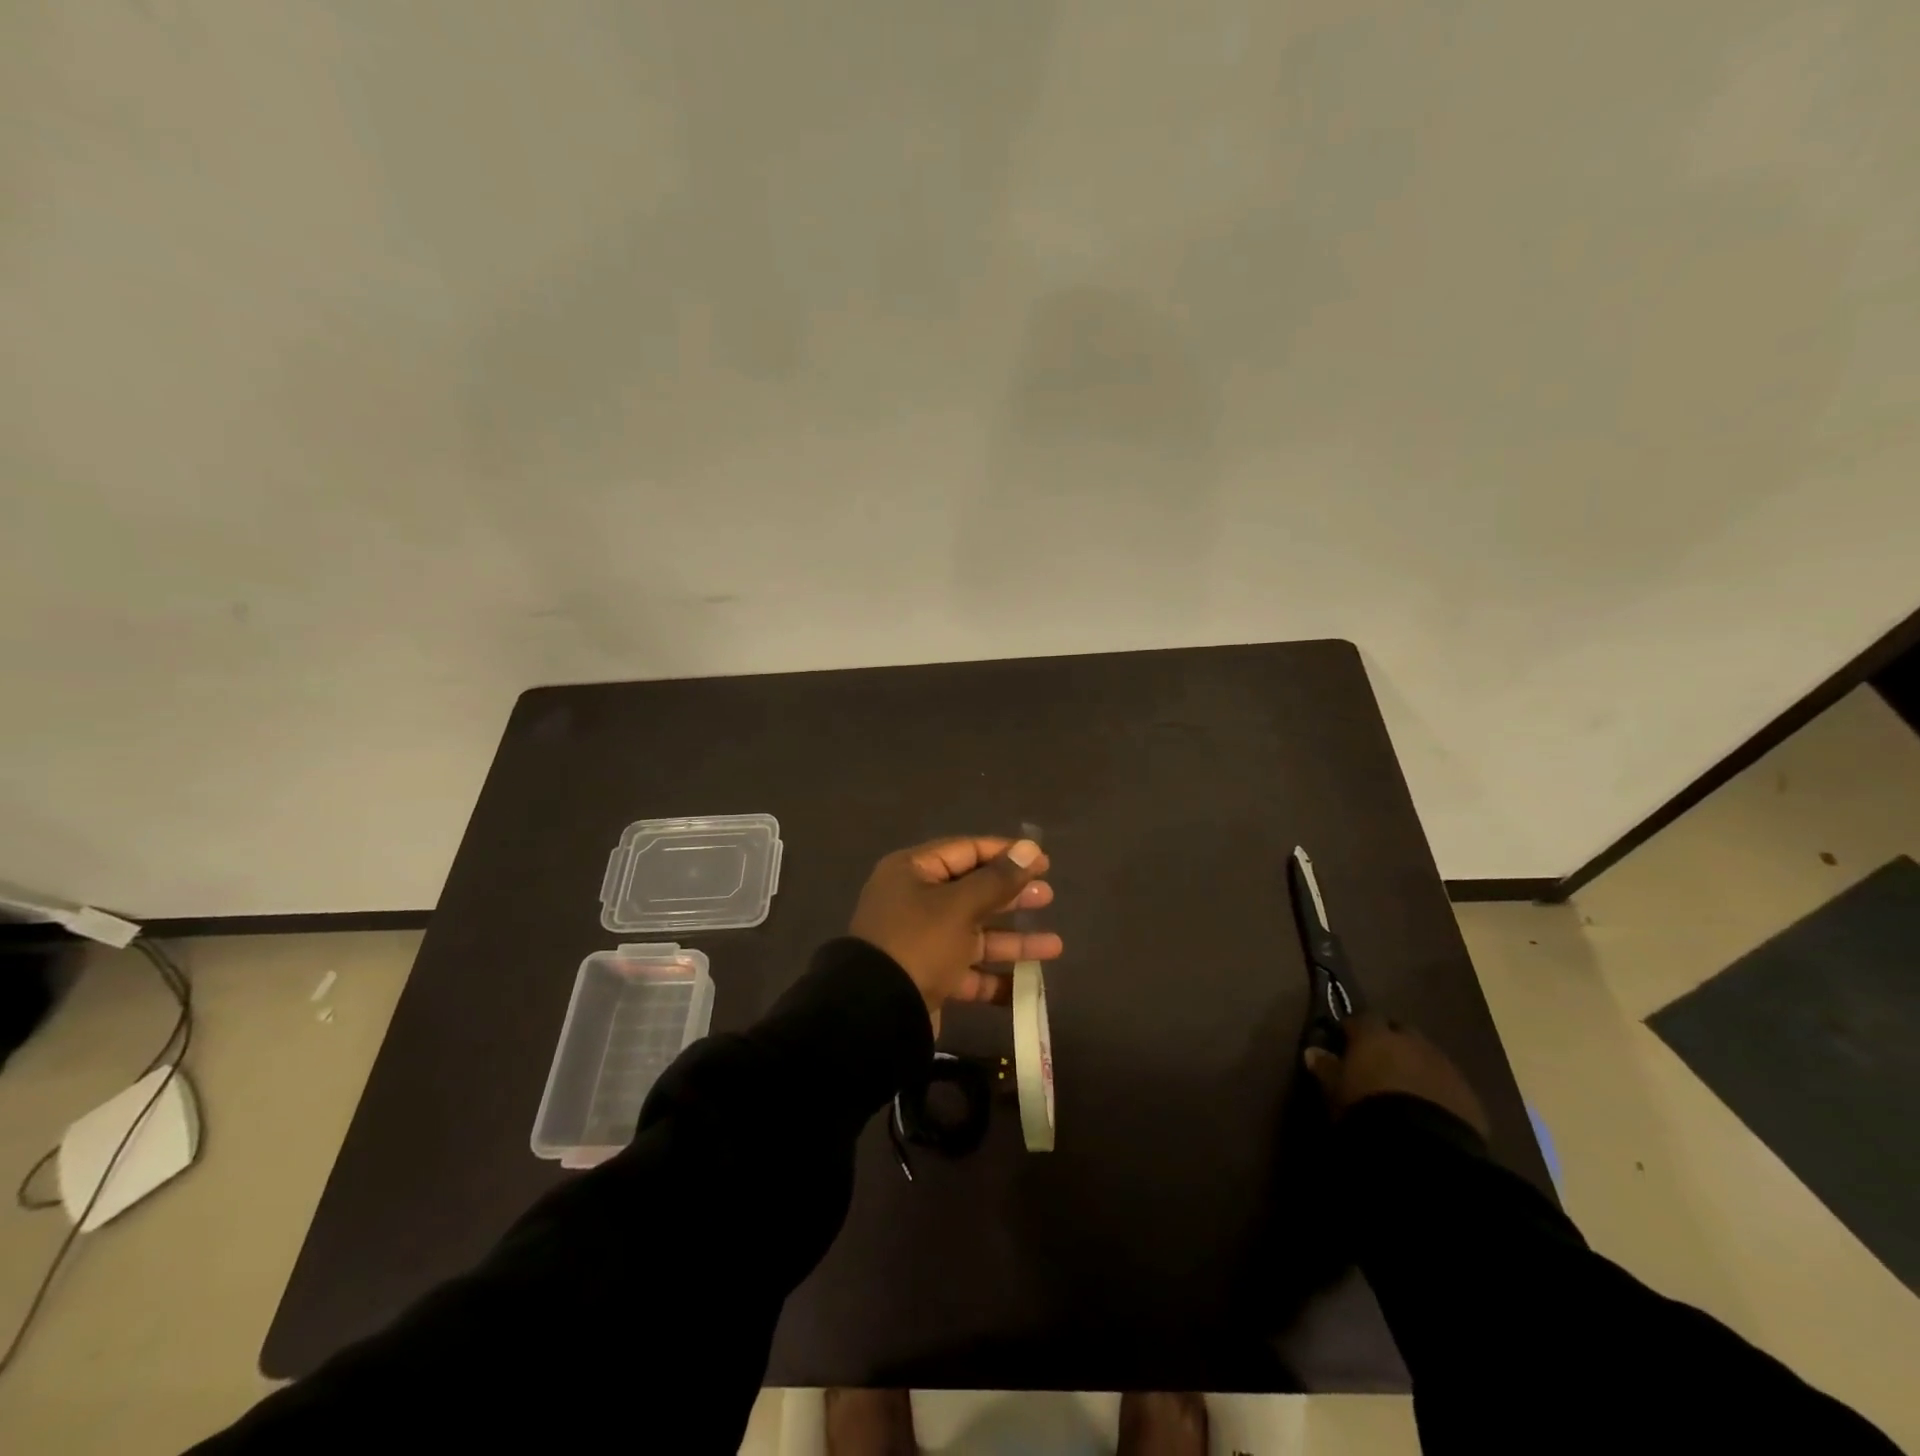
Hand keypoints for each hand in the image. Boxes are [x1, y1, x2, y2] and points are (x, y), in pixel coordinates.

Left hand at [849, 836, 1061, 1031]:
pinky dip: (994, 977)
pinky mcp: (928, 977)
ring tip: (1055, 945)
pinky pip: (967, 971)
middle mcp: (914, 901)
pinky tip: (1027, 985)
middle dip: (1012, 896)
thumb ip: (998, 879)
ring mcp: (921, 941)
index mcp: (913, 872)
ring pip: (974, 934)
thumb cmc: (919, 943)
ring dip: (1012, 940)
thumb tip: (1030, 848)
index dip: (1005, 854)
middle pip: (972, 892)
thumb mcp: (960, 906)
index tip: (1042, 860)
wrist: (876, 1013)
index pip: (966, 851)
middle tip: (1047, 896)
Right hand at [1303, 1013, 1489, 1136]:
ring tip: (1405, 1088)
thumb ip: (1325, 1067)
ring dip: (1416, 1065)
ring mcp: (1445, 1067)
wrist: (1423, 1146)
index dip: (1354, 1029)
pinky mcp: (1470, 1096)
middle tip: (1378, 1063)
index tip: (1346, 1043)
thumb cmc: (1368, 1109)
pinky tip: (1430, 1109)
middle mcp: (1413, 1042)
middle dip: (1391, 1042)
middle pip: (1401, 1031)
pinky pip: (1449, 1084)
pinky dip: (1438, 1089)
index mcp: (1376, 1035)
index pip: (1363, 1018)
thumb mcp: (1336, 1090)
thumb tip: (1313, 1051)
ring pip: (1428, 1056)